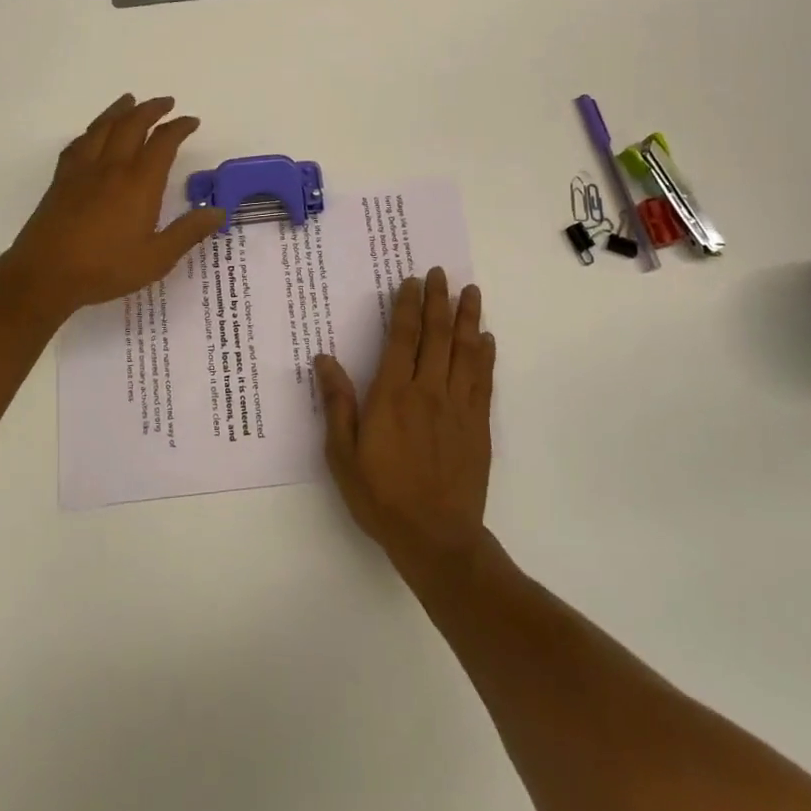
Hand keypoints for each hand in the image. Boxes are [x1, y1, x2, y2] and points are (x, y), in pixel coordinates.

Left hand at [3, 94, 224, 319]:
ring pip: (102, 127)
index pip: (163, 143)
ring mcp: (83, 170)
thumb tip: (218, 211)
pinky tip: (92, 133)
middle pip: (132, 125)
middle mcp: (112, 167)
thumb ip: (188, 232)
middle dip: (151, 109)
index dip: (179, 127)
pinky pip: (78, 143)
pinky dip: (90, 131)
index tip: (191, 121)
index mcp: (139, 183)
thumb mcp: (156, 258)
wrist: (45, 274)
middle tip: (166, 102)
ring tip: (130, 99)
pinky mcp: (61, 180)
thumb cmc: (105, 268)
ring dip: (120, 110)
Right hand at [315, 268, 495, 592]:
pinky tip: (486, 339)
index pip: (402, 338)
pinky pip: (482, 381)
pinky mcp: (478, 425)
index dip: (407, 306)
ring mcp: (458, 407)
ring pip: (465, 352)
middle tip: (441, 273)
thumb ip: (337, 404)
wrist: (437, 538)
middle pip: (436, 336)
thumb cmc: (381, 496)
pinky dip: (485, 356)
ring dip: (468, 319)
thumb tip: (324, 359)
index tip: (412, 281)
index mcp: (392, 395)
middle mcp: (428, 391)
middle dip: (438, 301)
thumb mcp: (343, 454)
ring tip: (471, 291)